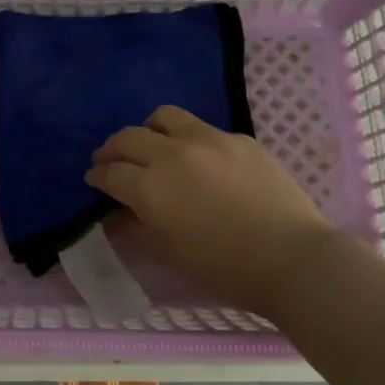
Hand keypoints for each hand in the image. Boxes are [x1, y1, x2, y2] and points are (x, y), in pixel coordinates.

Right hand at [86, 106, 332, 318]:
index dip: (97, 176)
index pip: (110, 172)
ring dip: (149, 130)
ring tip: (152, 145)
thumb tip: (115, 215)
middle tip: (110, 160)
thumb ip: (135, 230)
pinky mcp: (239, 139)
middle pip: (129, 137)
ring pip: (164, 117)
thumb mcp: (169, 254)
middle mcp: (173, 153)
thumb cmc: (224, 267)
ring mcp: (208, 140)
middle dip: (112, 149)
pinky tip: (201, 161)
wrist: (292, 258)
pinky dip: (189, 140)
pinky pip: (203, 129)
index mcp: (150, 186)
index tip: (93, 179)